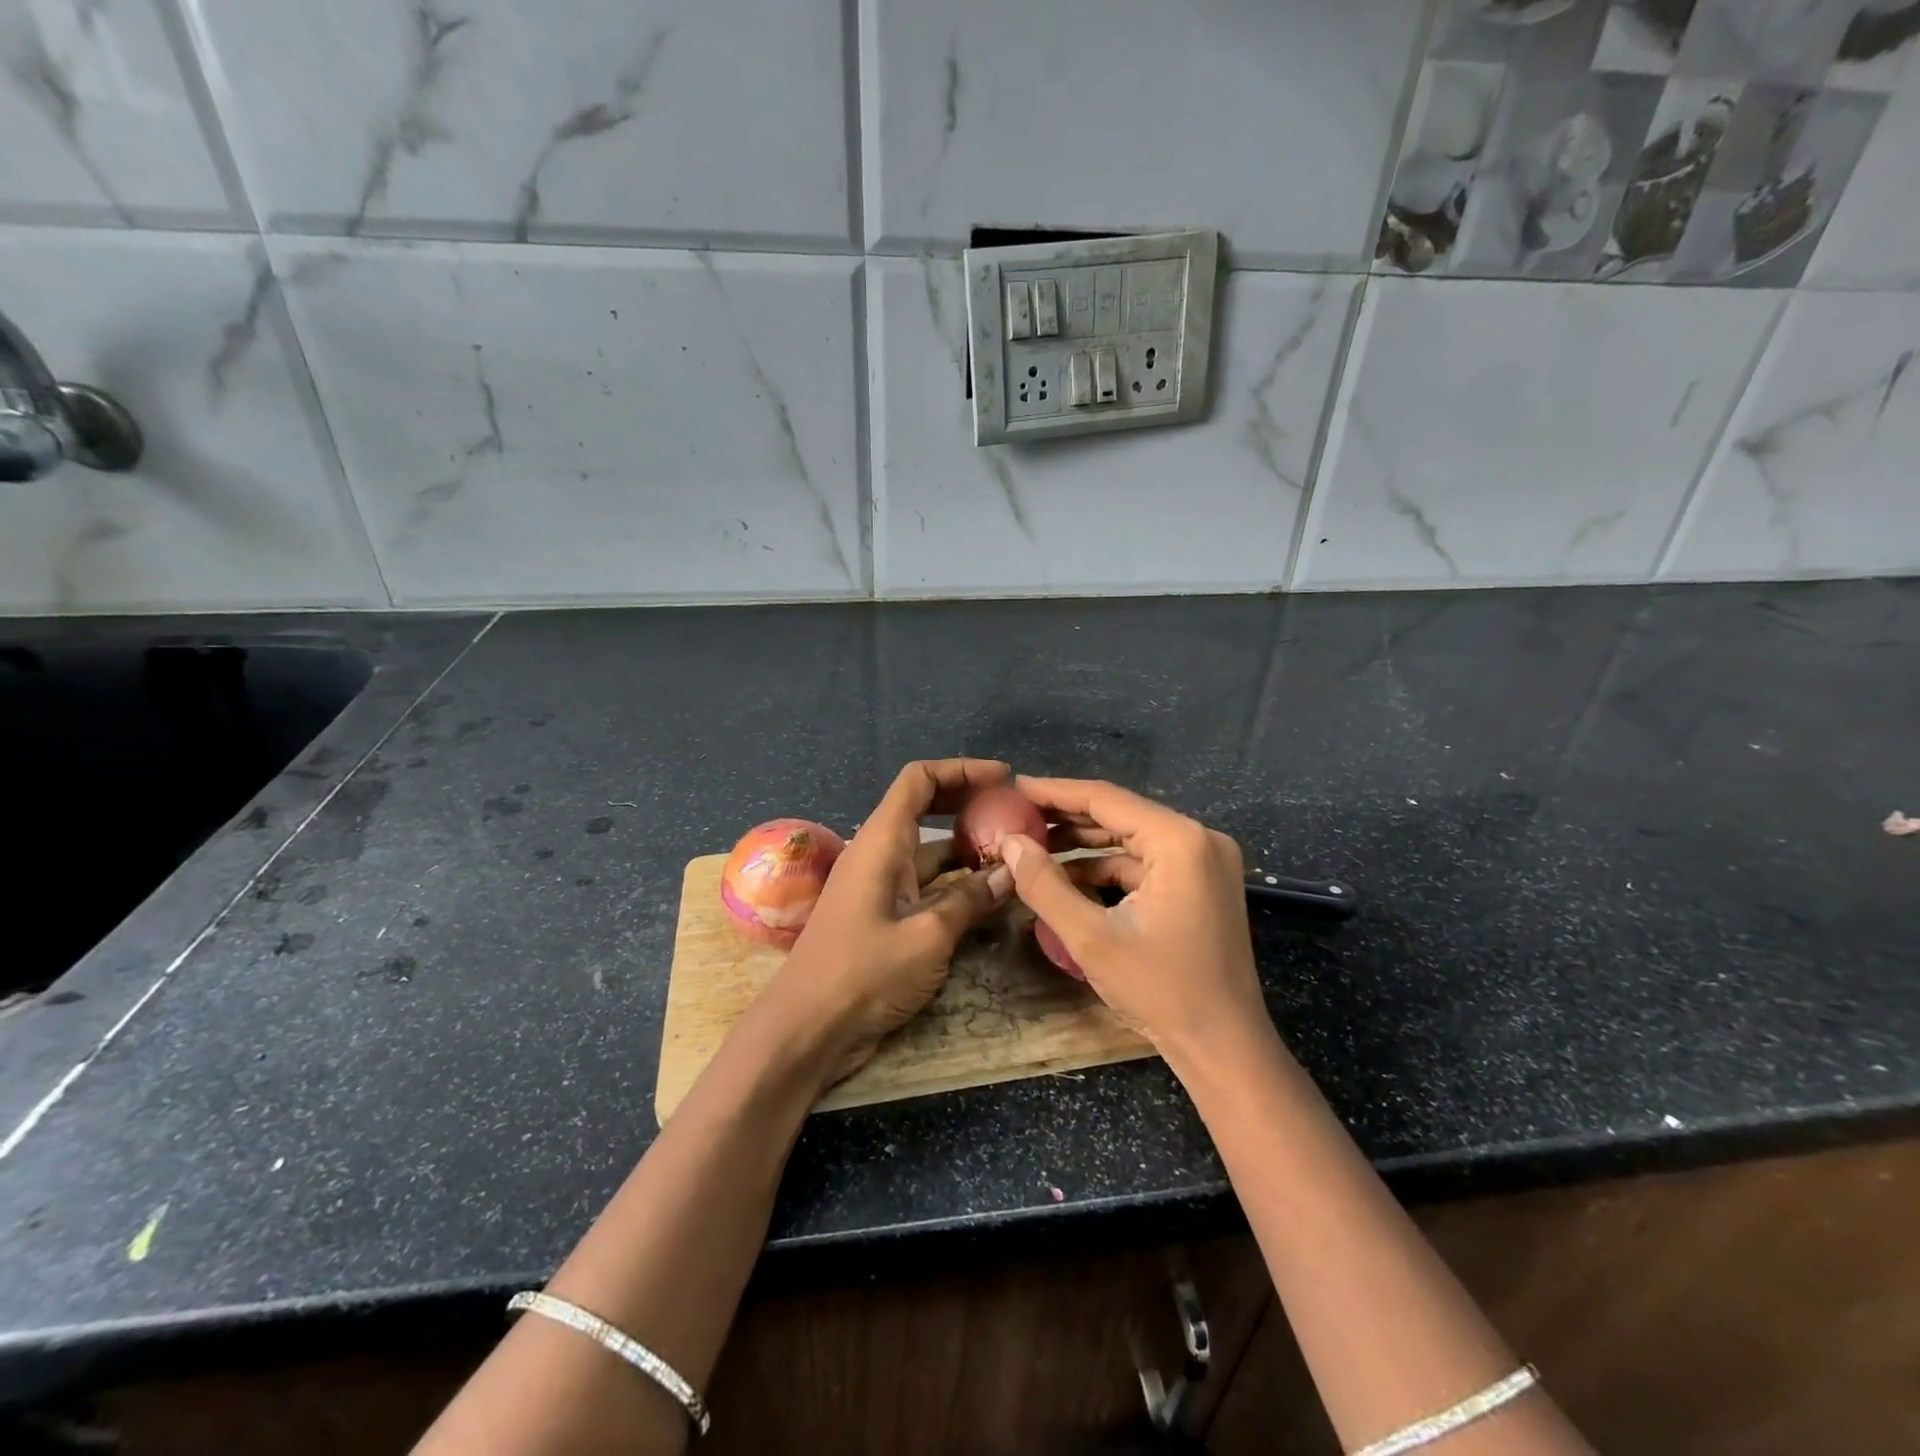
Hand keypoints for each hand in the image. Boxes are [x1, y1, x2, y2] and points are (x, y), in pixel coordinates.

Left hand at [767, 758, 1013, 1083]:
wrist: (806, 1029)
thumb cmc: (863, 974)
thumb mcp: (927, 936)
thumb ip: (969, 900)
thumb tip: (1009, 873)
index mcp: (881, 841)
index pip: (919, 780)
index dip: (961, 770)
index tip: (1004, 778)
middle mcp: (879, 853)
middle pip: (924, 808)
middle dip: (968, 803)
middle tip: (1014, 813)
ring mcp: (879, 885)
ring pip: (928, 850)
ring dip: (966, 847)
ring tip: (1013, 852)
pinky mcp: (883, 915)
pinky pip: (923, 883)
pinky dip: (954, 881)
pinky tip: (986, 894)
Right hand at [997, 776, 1266, 1063]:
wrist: (1225, 1047)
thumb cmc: (1161, 992)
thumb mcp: (1090, 939)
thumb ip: (1044, 884)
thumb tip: (1009, 843)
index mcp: (1179, 841)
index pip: (1106, 799)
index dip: (1054, 792)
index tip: (1013, 787)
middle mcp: (1198, 838)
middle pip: (1120, 813)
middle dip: (1066, 817)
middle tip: (1016, 816)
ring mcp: (1205, 860)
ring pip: (1131, 837)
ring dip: (1085, 843)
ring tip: (1034, 844)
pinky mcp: (1202, 882)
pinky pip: (1146, 861)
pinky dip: (1108, 867)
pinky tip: (1069, 877)